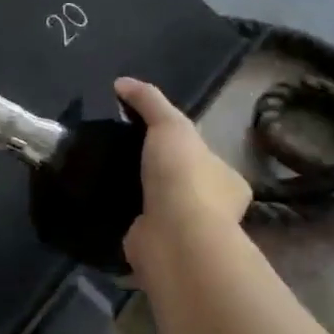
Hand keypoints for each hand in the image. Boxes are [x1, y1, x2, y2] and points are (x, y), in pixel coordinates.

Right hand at [114, 77, 250, 273]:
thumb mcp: (169, 124)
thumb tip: (122, 83)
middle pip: (183, 183)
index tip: (151, 136)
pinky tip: (105, 207)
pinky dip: (127, 220)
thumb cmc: (183, 177)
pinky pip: (142, 229)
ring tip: (108, 179)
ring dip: (142, 198)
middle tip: (124, 157)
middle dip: (160, 173)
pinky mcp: (162, 250)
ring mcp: (188, 234)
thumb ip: (149, 101)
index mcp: (228, 180)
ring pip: (162, 208)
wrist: (174, 237)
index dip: (182, 145)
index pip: (205, 157)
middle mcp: (215, 210)